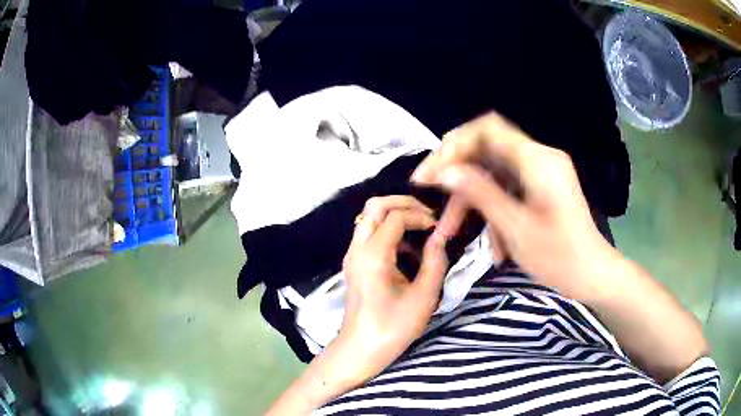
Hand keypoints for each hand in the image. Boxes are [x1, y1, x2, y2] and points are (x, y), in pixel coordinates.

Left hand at [338, 196, 447, 383]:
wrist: (360, 348)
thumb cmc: (393, 327)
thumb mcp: (424, 297)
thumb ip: (436, 262)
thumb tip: (441, 237)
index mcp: (373, 255)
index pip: (396, 216)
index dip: (421, 215)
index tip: (438, 228)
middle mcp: (357, 248)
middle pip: (375, 205)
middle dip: (403, 203)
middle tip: (427, 215)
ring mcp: (352, 254)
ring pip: (369, 217)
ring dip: (395, 216)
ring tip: (420, 231)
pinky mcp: (353, 263)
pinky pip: (369, 233)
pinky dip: (388, 231)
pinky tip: (406, 250)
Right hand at [411, 112, 615, 302]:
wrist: (592, 274)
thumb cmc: (559, 256)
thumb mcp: (515, 227)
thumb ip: (479, 193)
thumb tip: (444, 171)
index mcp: (536, 160)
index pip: (486, 130)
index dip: (453, 145)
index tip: (430, 173)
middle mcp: (539, 157)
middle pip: (487, 149)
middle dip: (457, 174)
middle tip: (433, 199)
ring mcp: (541, 172)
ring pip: (494, 173)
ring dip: (473, 199)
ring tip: (454, 231)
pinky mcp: (542, 187)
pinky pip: (508, 188)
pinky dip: (493, 209)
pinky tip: (492, 242)